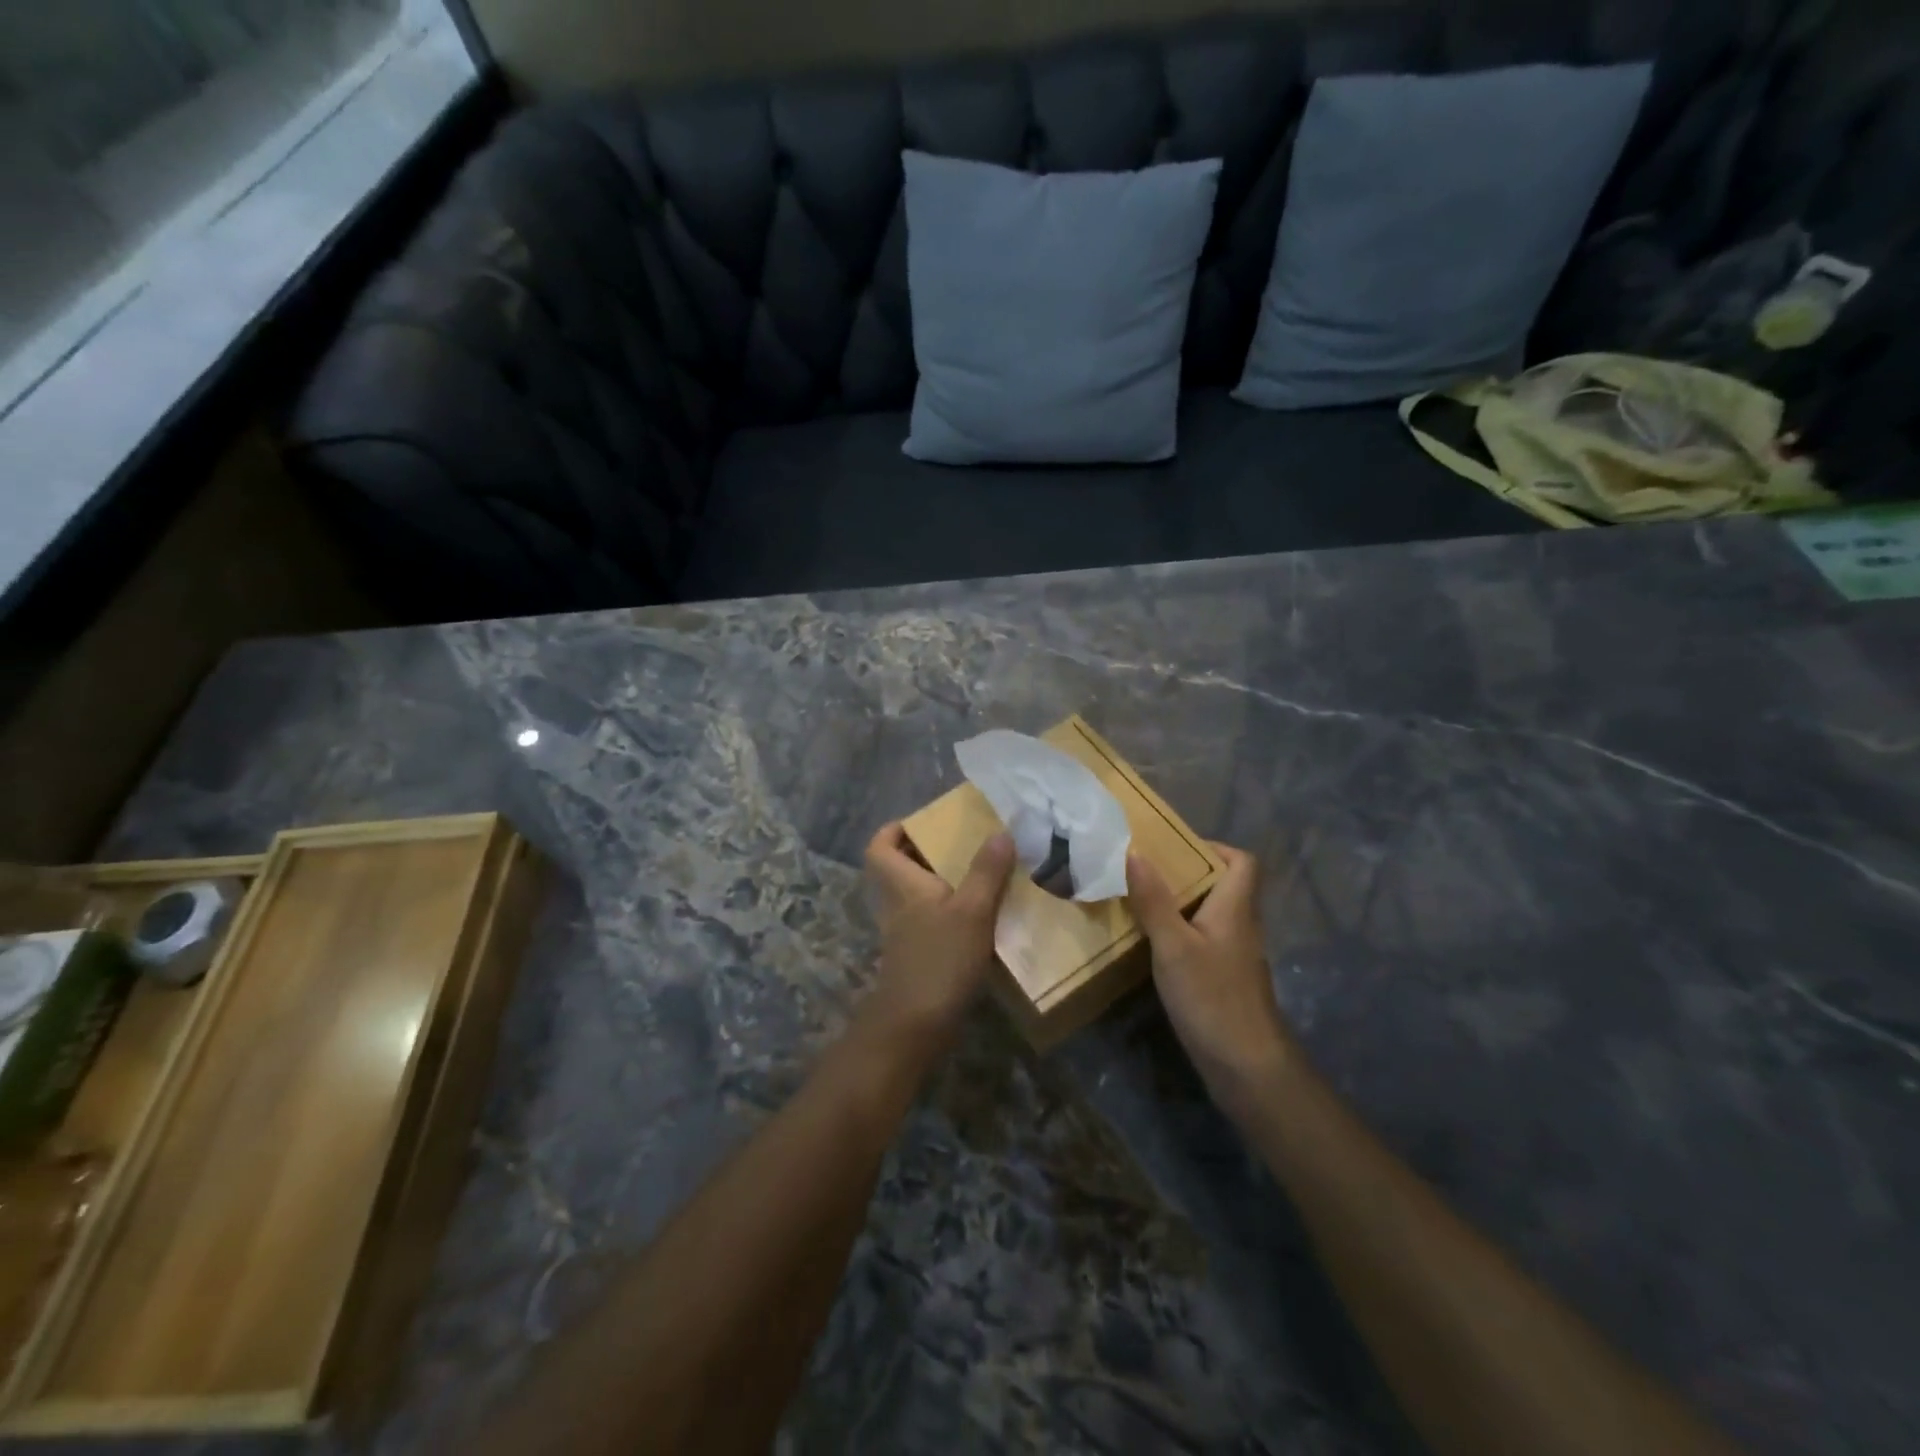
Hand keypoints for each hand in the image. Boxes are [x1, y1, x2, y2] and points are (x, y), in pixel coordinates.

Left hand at [862, 824, 1015, 1042]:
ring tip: (976, 874)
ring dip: (939, 882)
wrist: (915, 1026)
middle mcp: (897, 905)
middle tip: (960, 844)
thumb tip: (1001, 831)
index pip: (879, 848)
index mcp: (902, 885)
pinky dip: (947, 912)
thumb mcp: (971, 911)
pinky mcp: (917, 957)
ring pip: (914, 895)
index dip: (893, 831)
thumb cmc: (939, 959)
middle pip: (897, 869)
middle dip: (924, 853)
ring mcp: (905, 934)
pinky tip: (978, 917)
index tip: (922, 822)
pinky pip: (929, 920)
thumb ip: (986, 872)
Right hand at [1127, 843, 1293, 1116]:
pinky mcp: (1225, 982)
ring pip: (1211, 917)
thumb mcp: (1173, 945)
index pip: (1243, 862)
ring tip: (1141, 904)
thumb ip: (1154, 900)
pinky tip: (1154, 949)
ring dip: (1180, 907)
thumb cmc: (1212, 997)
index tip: (1175, 849)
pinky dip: (1181, 937)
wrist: (1247, 1067)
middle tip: (1145, 874)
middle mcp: (1241, 927)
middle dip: (1186, 876)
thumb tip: (1135, 851)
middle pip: (1223, 887)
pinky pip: (1204, 944)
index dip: (1214, 848)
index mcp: (1235, 908)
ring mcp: (1235, 957)